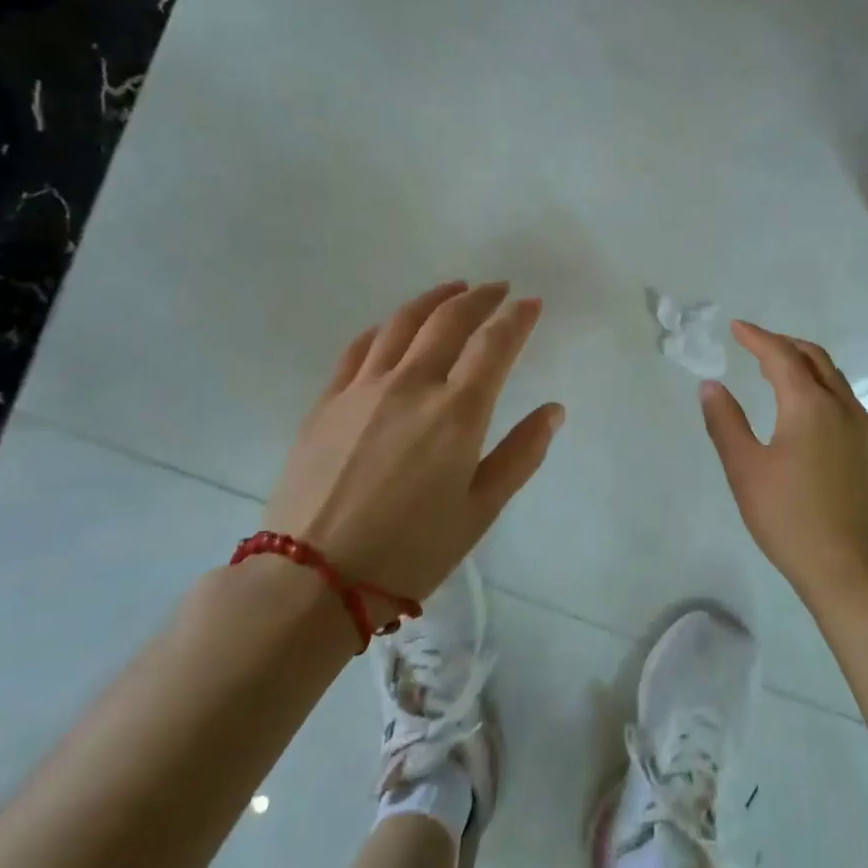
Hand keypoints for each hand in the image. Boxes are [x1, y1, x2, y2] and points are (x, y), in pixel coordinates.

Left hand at [262, 281, 563, 603]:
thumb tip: (554, 410)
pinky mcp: (328, 401)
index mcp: (457, 412)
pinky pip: (360, 347)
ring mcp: (364, 388)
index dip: (517, 318)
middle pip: (449, 320)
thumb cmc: (411, 552)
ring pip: (402, 322)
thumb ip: (521, 454)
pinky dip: (385, 327)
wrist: (313, 579)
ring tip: (453, 290)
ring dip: (433, 299)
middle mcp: (412, 384)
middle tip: (497, 289)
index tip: (531, 303)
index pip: (494, 344)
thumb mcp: (480, 511)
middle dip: (479, 298)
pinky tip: (393, 327)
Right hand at [699, 322, 867, 608]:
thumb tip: (711, 385)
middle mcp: (841, 407)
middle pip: (815, 358)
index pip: (781, 356)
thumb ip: (725, 422)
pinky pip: (843, 399)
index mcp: (809, 405)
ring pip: (834, 378)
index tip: (736, 327)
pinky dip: (820, 386)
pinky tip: (805, 410)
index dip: (757, 337)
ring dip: (805, 364)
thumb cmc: (789, 517)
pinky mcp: (867, 451)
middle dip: (784, 344)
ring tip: (778, 370)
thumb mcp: (745, 469)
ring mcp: (860, 430)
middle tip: (756, 345)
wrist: (850, 568)